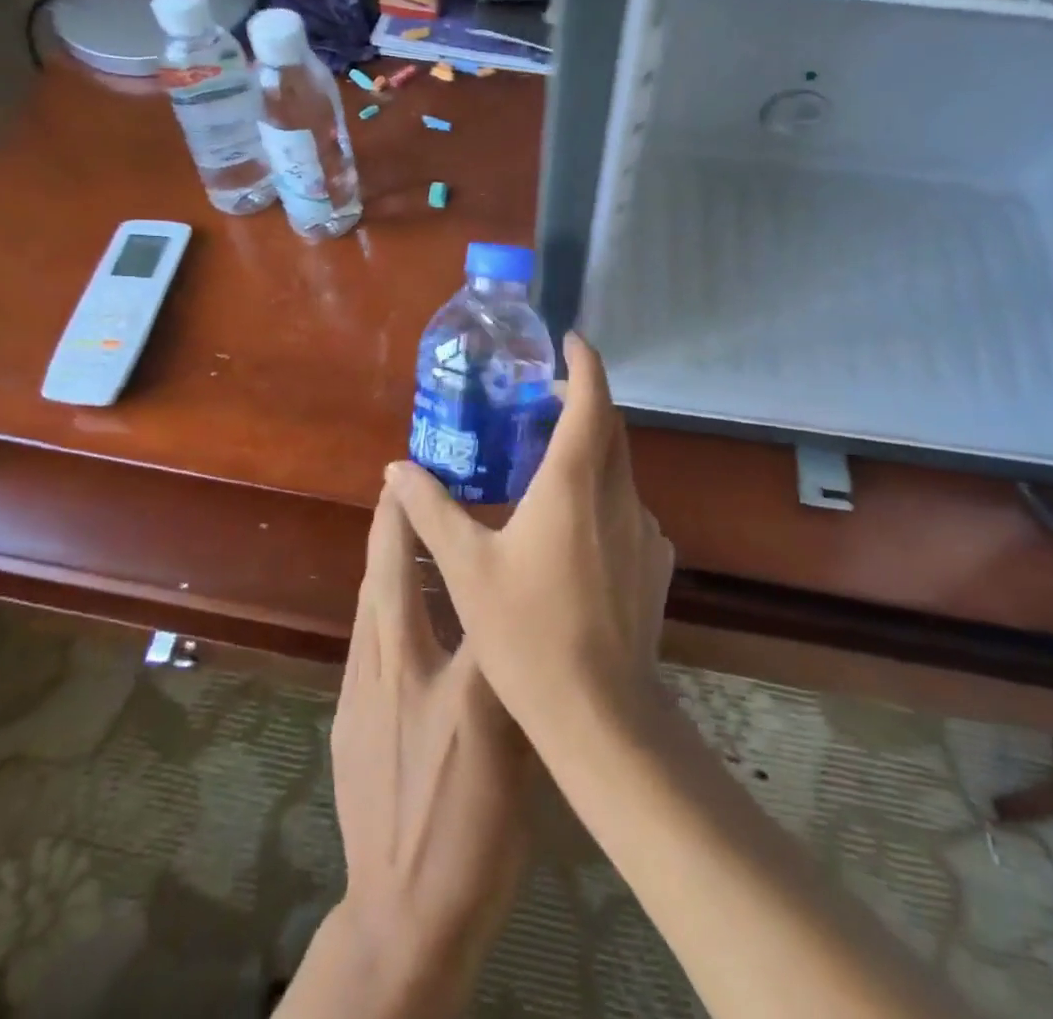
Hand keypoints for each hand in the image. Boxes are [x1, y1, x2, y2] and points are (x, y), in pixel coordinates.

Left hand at [295, 482, 533, 1017]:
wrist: (405, 913)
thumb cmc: (474, 831)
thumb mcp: (514, 752)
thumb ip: (513, 676)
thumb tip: (519, 617)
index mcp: (447, 678)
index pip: (441, 583)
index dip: (428, 525)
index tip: (422, 480)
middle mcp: (396, 672)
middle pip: (385, 580)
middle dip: (388, 526)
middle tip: (393, 485)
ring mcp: (363, 697)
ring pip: (367, 607)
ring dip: (378, 561)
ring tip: (391, 527)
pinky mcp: (347, 720)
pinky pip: (362, 641)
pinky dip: (375, 605)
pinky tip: (388, 605)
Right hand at [386, 332, 675, 748]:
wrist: (600, 712)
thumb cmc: (526, 632)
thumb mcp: (466, 567)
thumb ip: (430, 509)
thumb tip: (396, 469)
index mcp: (574, 481)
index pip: (591, 398)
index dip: (583, 362)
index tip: (568, 341)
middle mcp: (618, 493)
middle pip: (610, 427)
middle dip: (582, 402)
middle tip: (541, 404)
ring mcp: (645, 528)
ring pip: (620, 470)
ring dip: (590, 454)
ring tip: (548, 471)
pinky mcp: (657, 562)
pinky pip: (628, 510)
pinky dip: (602, 498)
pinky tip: (574, 535)